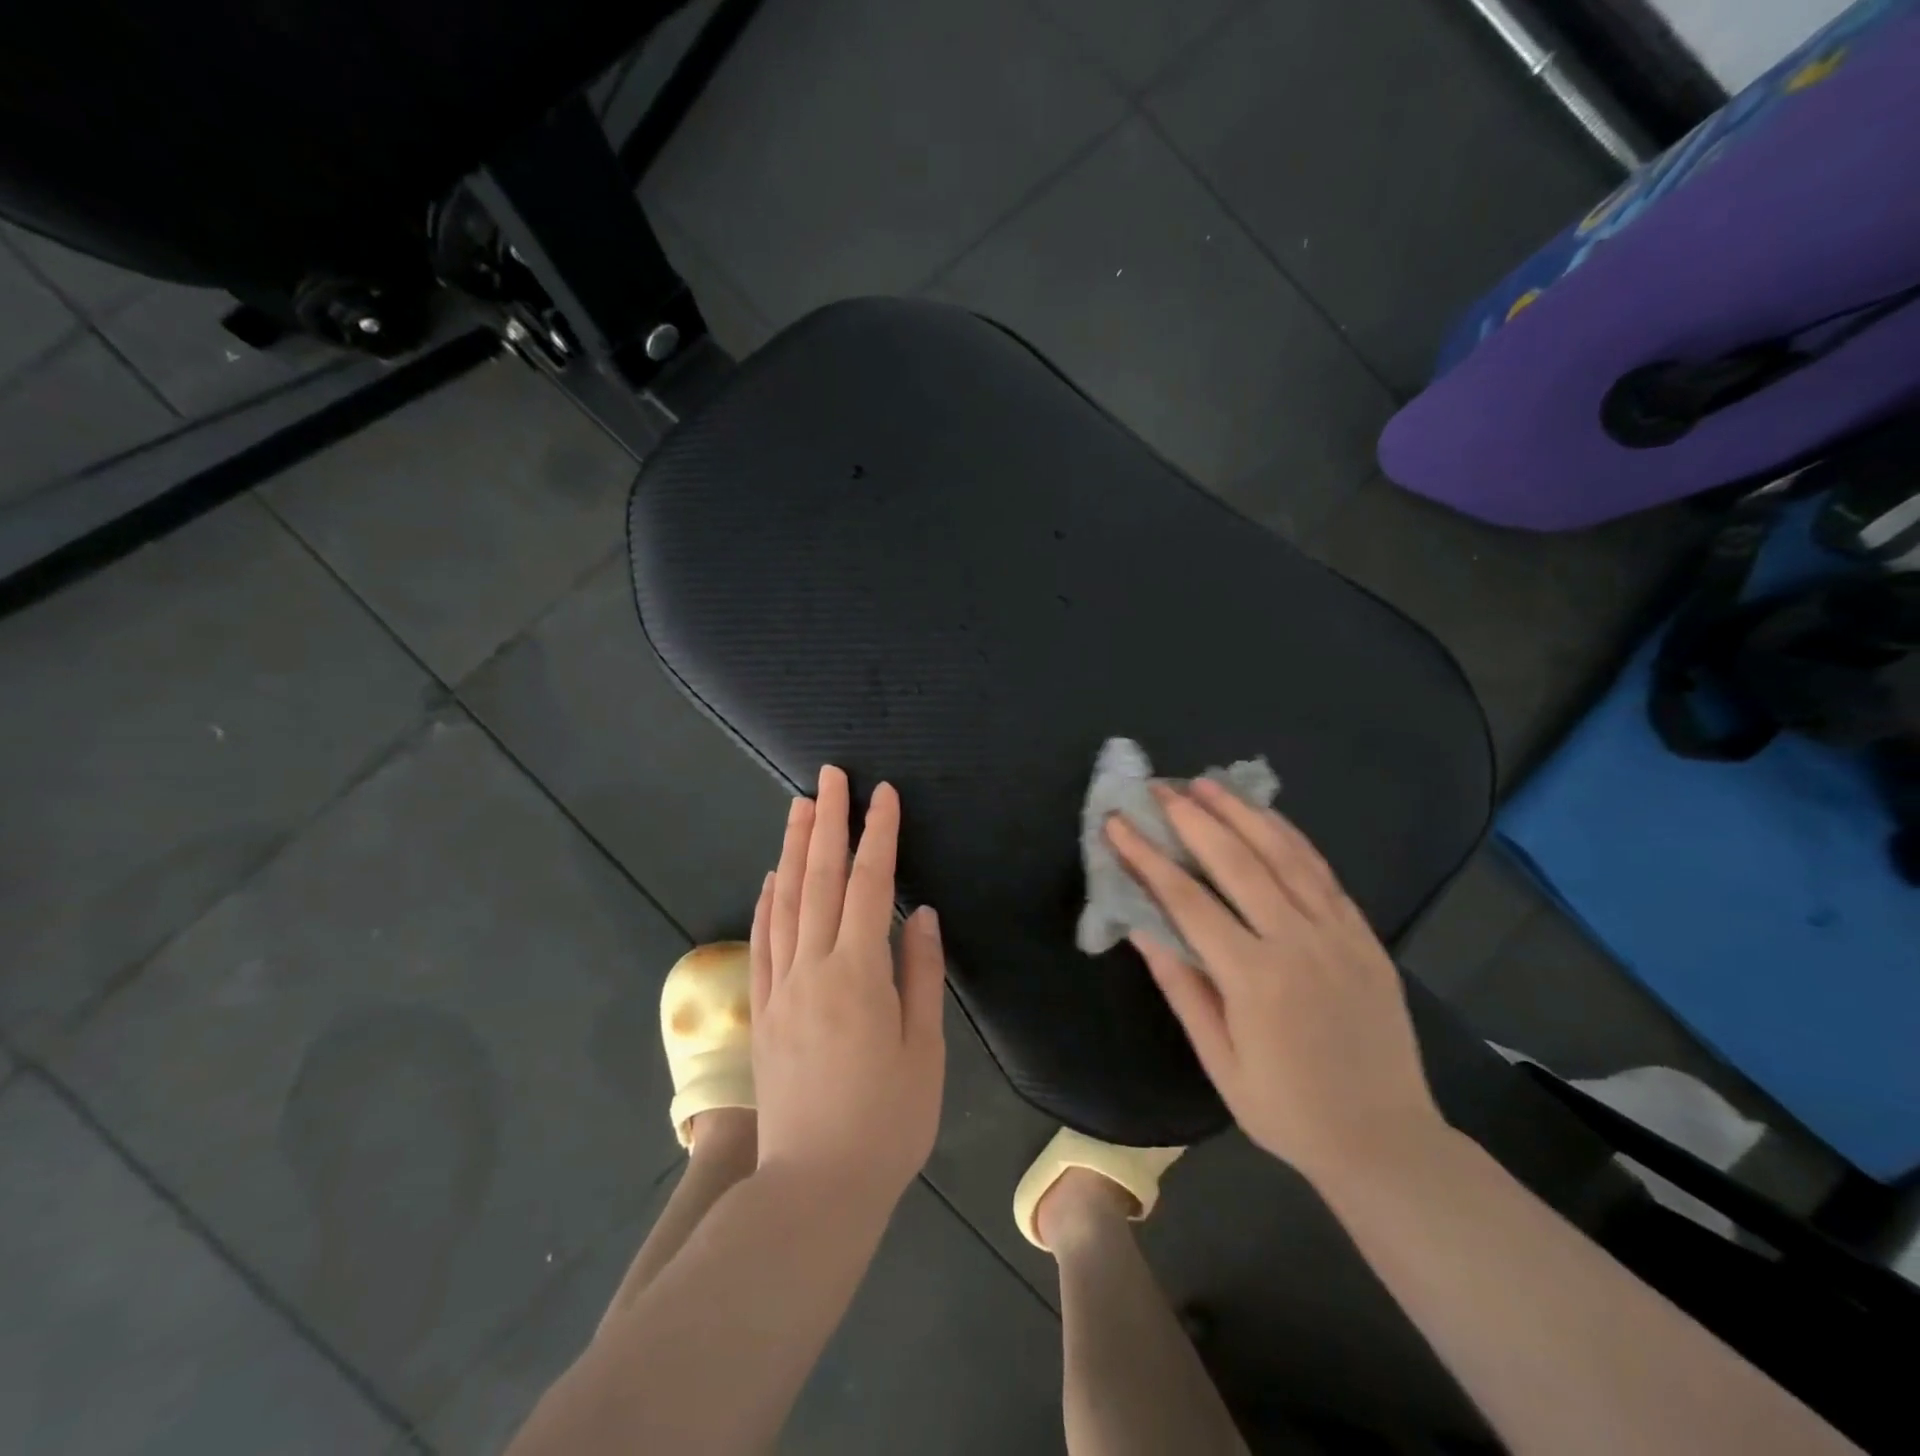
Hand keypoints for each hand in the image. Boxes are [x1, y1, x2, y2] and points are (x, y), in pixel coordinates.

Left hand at [750, 766, 946, 1209]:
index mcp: (859, 974)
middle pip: (819, 879)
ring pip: (785, 901)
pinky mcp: (764, 1009)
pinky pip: (763, 940)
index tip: (883, 794)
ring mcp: (780, 987)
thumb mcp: (923, 1050)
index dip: (878, 835)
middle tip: (831, 775)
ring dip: (794, 848)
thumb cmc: (887, 1121)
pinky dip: (768, 900)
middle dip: (828, 822)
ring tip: (800, 806)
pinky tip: (772, 877)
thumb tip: (921, 915)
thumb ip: (921, 975)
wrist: (815, 1189)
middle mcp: (812, 968)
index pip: (869, 885)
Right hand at [1106, 780, 1445, 1190]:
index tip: (1117, 823)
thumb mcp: (1220, 1060)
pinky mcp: (1363, 934)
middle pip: (1236, 861)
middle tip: (1158, 787)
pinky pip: (1322, 871)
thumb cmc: (1287, 1109)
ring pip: (1283, 854)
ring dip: (1240, 812)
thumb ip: (1181, 986)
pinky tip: (1264, 815)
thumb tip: (1140, 926)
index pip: (1186, 899)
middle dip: (1190, 818)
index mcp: (1254, 978)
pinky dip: (1289, 836)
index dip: (1146, 856)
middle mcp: (1297, 942)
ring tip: (1205, 782)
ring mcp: (1337, 933)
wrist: (1386, 1140)